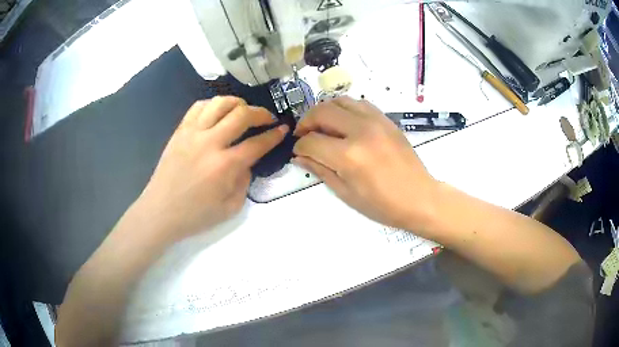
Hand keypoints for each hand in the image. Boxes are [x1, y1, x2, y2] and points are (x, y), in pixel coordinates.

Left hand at [136, 96, 287, 242]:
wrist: (160, 212)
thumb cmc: (195, 215)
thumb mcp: (230, 208)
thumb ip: (245, 182)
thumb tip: (247, 163)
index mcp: (225, 166)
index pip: (257, 143)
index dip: (274, 135)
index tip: (283, 129)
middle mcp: (210, 143)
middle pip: (242, 114)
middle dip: (261, 113)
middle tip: (267, 118)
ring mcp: (192, 133)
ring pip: (220, 103)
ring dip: (238, 103)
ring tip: (244, 110)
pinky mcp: (180, 131)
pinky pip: (199, 106)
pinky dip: (213, 104)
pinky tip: (218, 113)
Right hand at [293, 97, 437, 231]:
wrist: (419, 197)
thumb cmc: (382, 204)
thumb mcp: (346, 193)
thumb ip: (320, 170)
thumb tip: (300, 157)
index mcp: (349, 155)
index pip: (311, 141)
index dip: (299, 147)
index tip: (298, 152)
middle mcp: (360, 131)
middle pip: (321, 112)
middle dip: (306, 122)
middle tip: (304, 135)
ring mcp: (375, 121)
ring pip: (340, 101)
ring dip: (325, 111)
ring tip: (322, 126)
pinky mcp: (386, 120)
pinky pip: (359, 104)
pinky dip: (345, 109)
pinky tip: (344, 123)